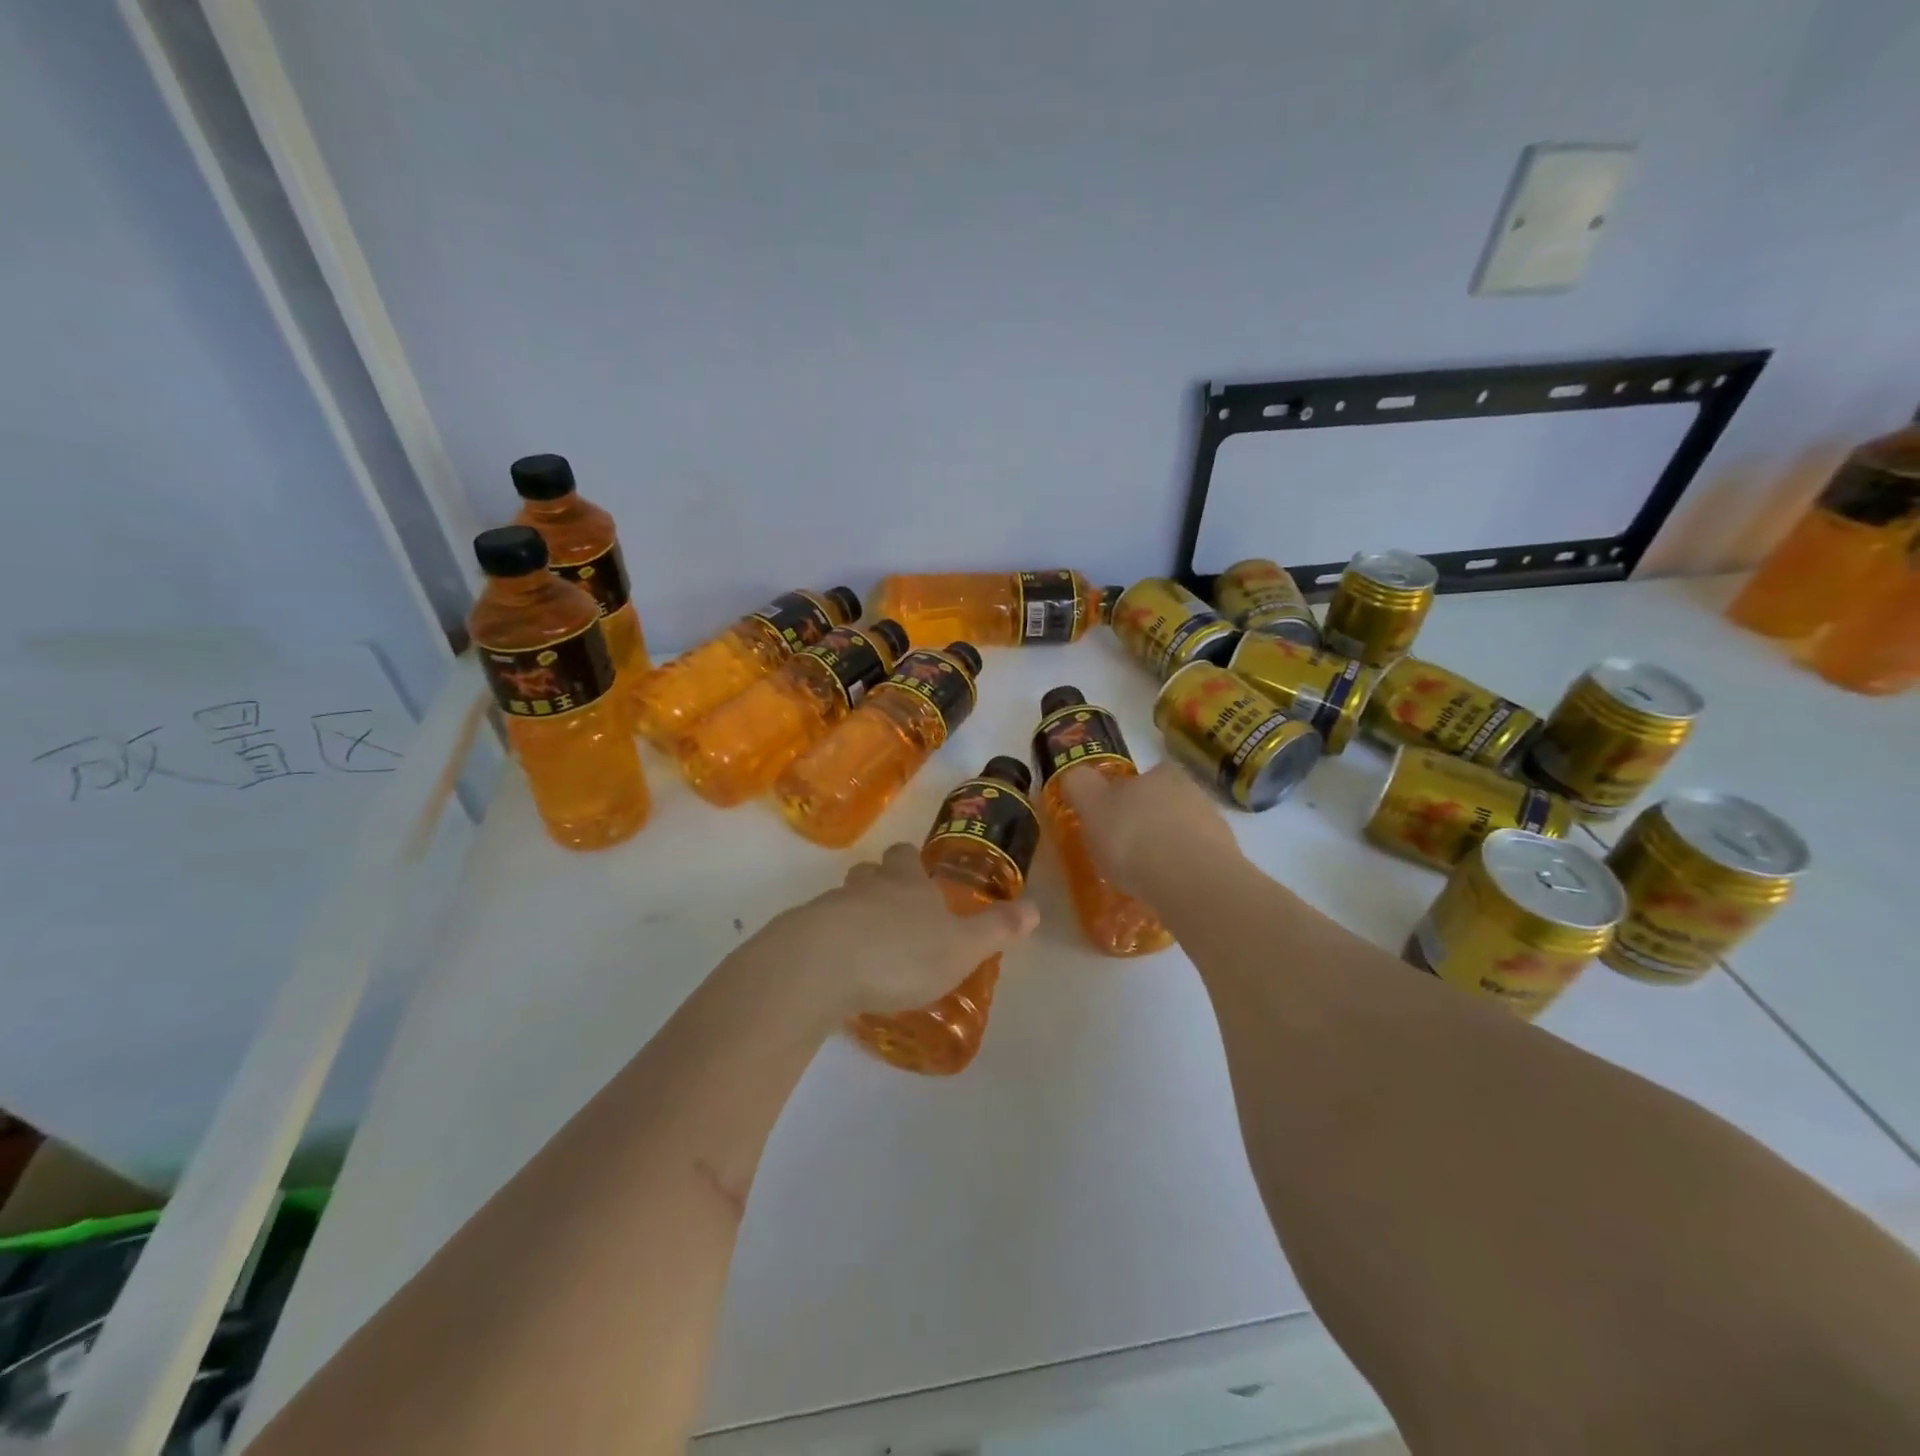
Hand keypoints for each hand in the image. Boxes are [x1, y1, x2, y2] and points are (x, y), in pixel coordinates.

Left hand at [753, 843, 1038, 1027]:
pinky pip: (817, 930)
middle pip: (870, 870)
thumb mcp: (962, 947)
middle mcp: (868, 886)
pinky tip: (835, 970)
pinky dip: (828, 941)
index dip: (912, 861)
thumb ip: (997, 929)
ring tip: (864, 943)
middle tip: (891, 907)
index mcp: (908, 883)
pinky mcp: (799, 934)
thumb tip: (1037, 907)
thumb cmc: (902, 954)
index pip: (908, 857)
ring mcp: (829, 907)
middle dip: (879, 881)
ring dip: (852, 912)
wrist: (822, 966)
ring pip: (842, 898)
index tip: (916, 871)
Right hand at [1056, 761, 1241, 899]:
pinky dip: (1181, 873)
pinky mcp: (1228, 863)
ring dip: (1166, 849)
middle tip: (1123, 849)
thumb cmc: (1134, 836)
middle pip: (1165, 803)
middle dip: (1147, 822)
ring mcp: (1216, 828)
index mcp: (1163, 773)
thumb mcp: (1091, 806)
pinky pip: (1196, 863)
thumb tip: (1076, 776)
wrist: (1191, 882)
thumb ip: (1080, 786)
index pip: (1145, 775)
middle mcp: (1194, 792)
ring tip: (1143, 876)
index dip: (1126, 794)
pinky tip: (1165, 891)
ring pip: (1183, 833)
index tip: (1111, 817)